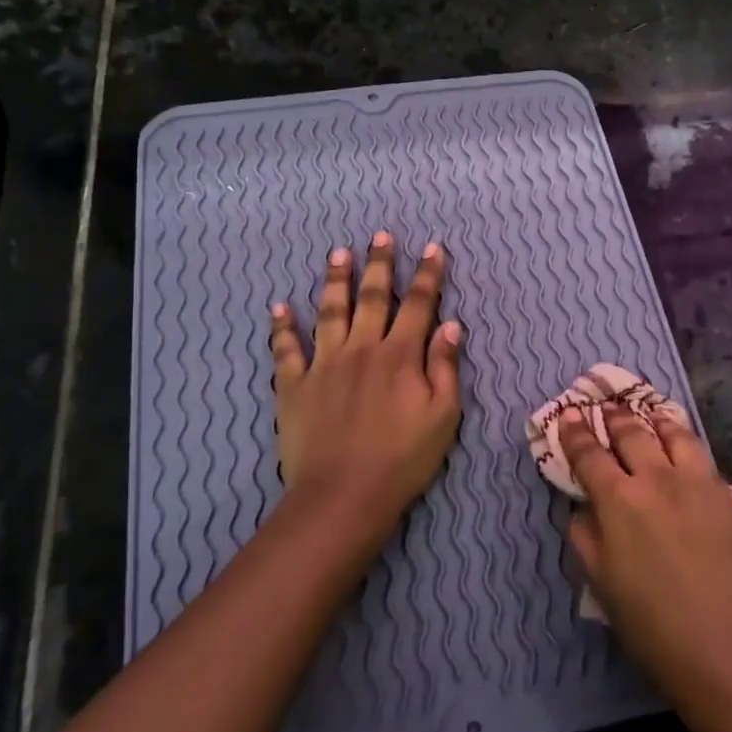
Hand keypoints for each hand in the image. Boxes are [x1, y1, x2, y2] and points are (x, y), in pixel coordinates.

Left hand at [269, 233, 462, 523]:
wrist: (344, 495)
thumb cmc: (403, 458)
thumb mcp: (443, 416)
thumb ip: (446, 367)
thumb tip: (452, 325)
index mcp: (401, 355)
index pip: (419, 305)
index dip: (427, 275)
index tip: (432, 248)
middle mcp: (362, 348)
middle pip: (373, 297)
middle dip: (380, 264)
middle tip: (380, 235)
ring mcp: (324, 364)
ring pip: (330, 311)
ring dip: (335, 281)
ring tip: (338, 253)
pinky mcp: (294, 385)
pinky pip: (286, 350)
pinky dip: (282, 327)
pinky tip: (279, 307)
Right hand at [560, 408, 731, 706]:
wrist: (727, 651)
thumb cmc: (651, 625)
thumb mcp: (600, 583)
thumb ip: (586, 535)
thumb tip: (583, 507)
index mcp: (619, 500)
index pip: (590, 454)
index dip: (576, 433)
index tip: (570, 415)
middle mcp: (658, 479)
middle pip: (632, 434)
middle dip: (615, 418)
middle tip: (607, 407)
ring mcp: (699, 484)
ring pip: (675, 435)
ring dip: (656, 421)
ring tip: (651, 416)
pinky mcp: (729, 497)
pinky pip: (703, 459)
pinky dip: (687, 445)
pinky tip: (686, 451)